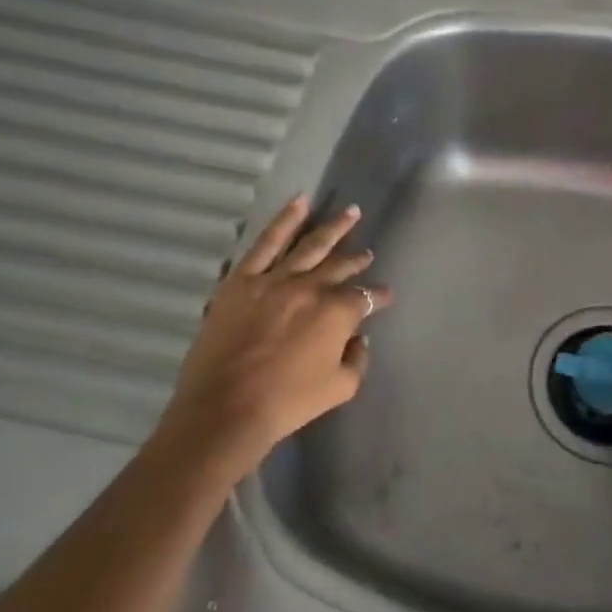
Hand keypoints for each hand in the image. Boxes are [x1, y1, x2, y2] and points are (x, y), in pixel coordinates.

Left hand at [166, 196, 392, 472]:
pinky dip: (284, 220)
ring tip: (350, 212)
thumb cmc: (287, 402)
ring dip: (332, 227)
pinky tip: (299, 202)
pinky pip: (266, 243)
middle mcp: (310, 287)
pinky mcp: (242, 280)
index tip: (385, 296)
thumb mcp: (340, 388)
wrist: (225, 408)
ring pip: (309, 245)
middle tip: (367, 251)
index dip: (379, 296)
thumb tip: (358, 338)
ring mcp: (274, 279)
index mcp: (336, 312)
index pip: (365, 297)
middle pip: (339, 266)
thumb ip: (358, 359)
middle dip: (357, 258)